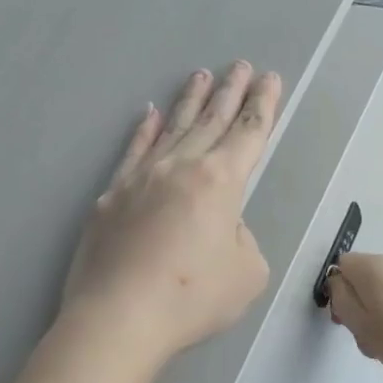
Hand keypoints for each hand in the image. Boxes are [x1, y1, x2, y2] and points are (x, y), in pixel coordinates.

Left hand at [62, 62, 280, 363]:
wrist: (118, 317)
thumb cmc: (192, 298)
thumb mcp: (247, 273)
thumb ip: (242, 238)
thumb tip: (221, 225)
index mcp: (220, 182)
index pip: (249, 133)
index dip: (263, 105)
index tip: (270, 79)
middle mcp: (181, 167)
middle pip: (211, 120)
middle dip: (230, 91)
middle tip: (241, 65)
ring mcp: (141, 177)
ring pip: (172, 128)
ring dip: (190, 100)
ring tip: (201, 75)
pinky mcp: (111, 196)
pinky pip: (133, 151)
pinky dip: (144, 130)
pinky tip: (149, 114)